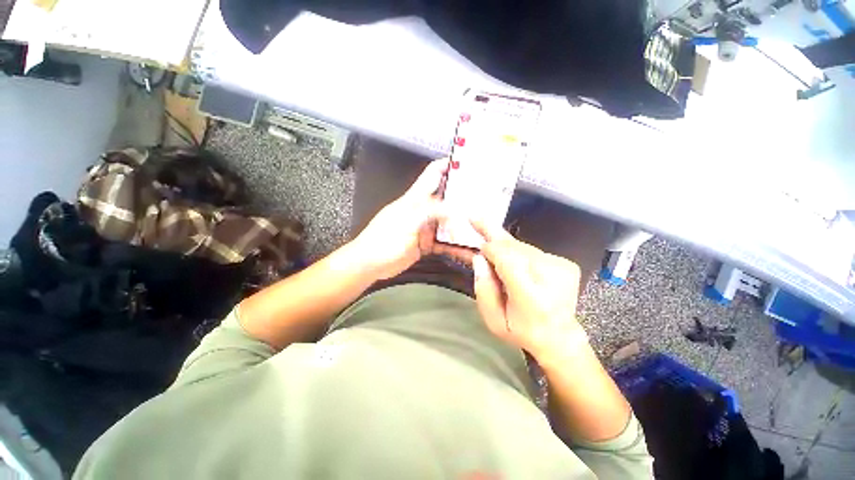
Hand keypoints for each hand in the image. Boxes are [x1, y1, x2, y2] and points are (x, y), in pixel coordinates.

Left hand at [352, 159, 470, 279]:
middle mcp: (423, 210)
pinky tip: (467, 247)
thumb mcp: (407, 221)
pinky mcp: (426, 243)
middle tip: (484, 197)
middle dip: (463, 196)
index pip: (432, 174)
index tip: (466, 162)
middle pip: (445, 198)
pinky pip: (444, 242)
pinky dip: (455, 244)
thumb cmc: (383, 239)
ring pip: (447, 221)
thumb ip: (430, 212)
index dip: (447, 164)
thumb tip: (454, 209)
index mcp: (415, 199)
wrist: (370, 264)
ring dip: (461, 222)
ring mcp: (425, 227)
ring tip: (481, 222)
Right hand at [470, 221, 588, 362]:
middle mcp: (551, 278)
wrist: (559, 336)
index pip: (509, 261)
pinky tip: (512, 259)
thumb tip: (479, 258)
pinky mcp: (566, 264)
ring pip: (522, 246)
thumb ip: (483, 289)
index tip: (478, 244)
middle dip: (494, 236)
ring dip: (504, 245)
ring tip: (490, 240)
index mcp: (532, 298)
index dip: (491, 249)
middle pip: (515, 248)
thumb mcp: (493, 320)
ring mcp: (562, 269)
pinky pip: (531, 250)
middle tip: (475, 217)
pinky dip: (517, 252)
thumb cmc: (521, 330)